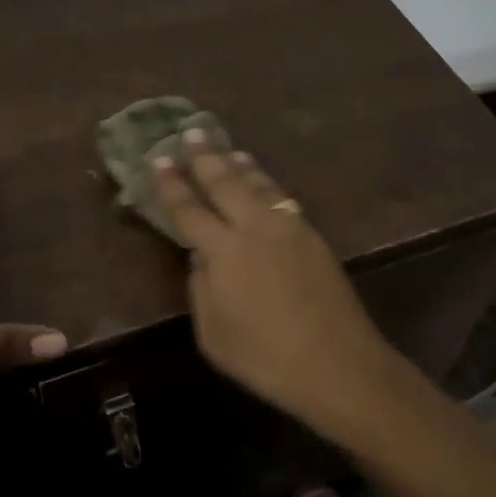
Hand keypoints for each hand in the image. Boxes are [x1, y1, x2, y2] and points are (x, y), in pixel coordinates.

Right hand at [150, 133, 401, 433]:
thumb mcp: (213, 334)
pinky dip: (266, 183)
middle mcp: (255, 227)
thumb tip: (201, 258)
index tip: (158, 160)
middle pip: (225, 183)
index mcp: (224, 251)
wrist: (337, 363)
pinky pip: (281, 198)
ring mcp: (289, 228)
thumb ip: (201, 289)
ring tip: (227, 149)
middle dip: (205, 157)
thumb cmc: (265, 358)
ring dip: (239, 165)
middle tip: (191, 132)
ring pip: (259, 185)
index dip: (171, 185)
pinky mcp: (313, 236)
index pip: (189, 210)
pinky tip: (263, 182)